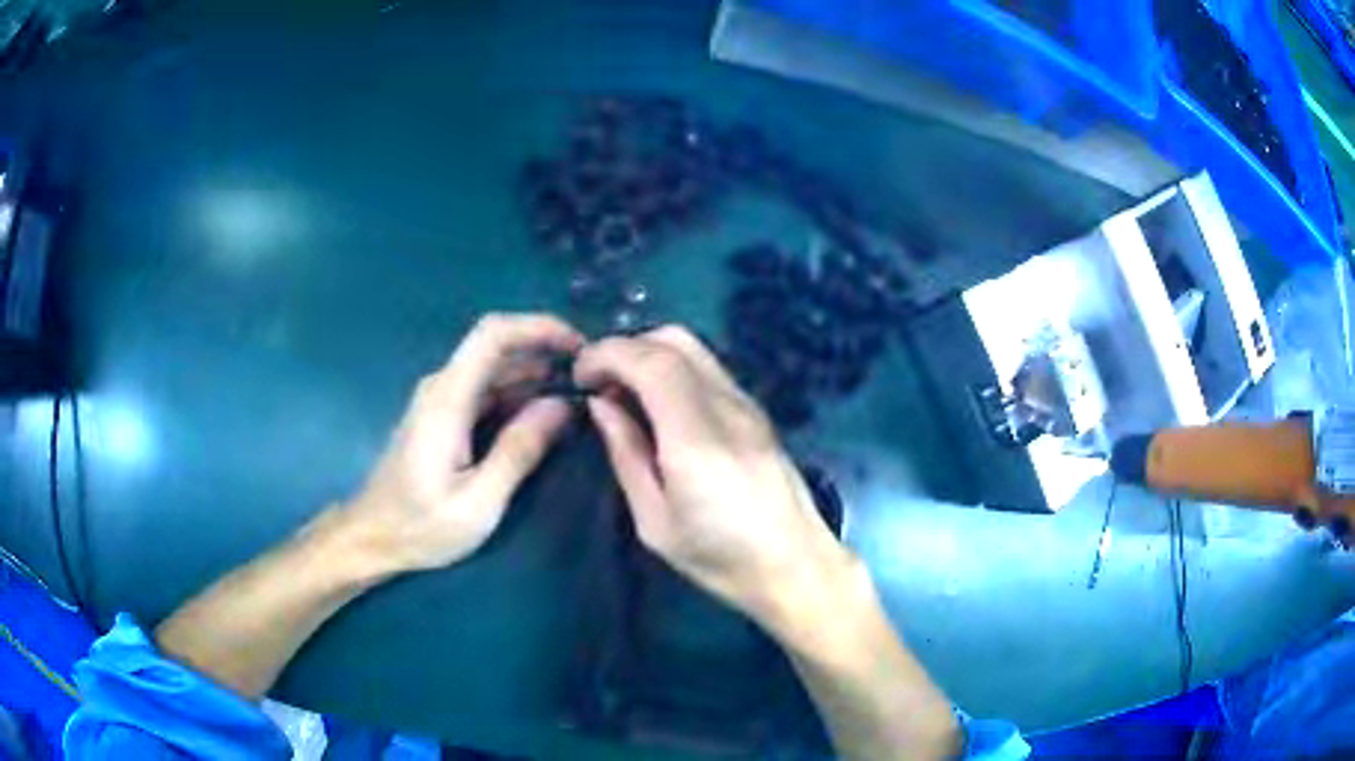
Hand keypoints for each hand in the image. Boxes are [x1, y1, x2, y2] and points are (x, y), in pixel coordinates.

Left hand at [342, 313, 584, 574]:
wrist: (372, 537)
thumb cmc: (421, 526)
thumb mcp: (478, 503)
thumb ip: (518, 451)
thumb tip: (562, 405)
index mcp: (448, 399)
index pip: (493, 334)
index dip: (539, 327)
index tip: (580, 347)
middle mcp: (442, 387)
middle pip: (497, 345)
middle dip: (546, 350)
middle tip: (590, 378)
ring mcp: (440, 400)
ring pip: (493, 367)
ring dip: (535, 373)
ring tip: (578, 395)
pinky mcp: (442, 415)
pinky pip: (485, 389)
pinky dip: (518, 393)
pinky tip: (543, 416)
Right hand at [573, 325, 854, 631]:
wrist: (795, 564)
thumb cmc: (720, 558)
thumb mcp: (654, 522)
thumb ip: (626, 455)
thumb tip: (601, 405)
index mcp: (696, 438)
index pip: (651, 362)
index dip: (607, 354)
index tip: (579, 376)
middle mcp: (726, 407)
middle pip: (673, 340)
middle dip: (626, 348)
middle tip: (599, 383)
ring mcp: (747, 404)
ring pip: (694, 347)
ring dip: (650, 354)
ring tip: (625, 392)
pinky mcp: (757, 411)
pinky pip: (708, 367)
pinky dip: (673, 367)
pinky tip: (659, 404)